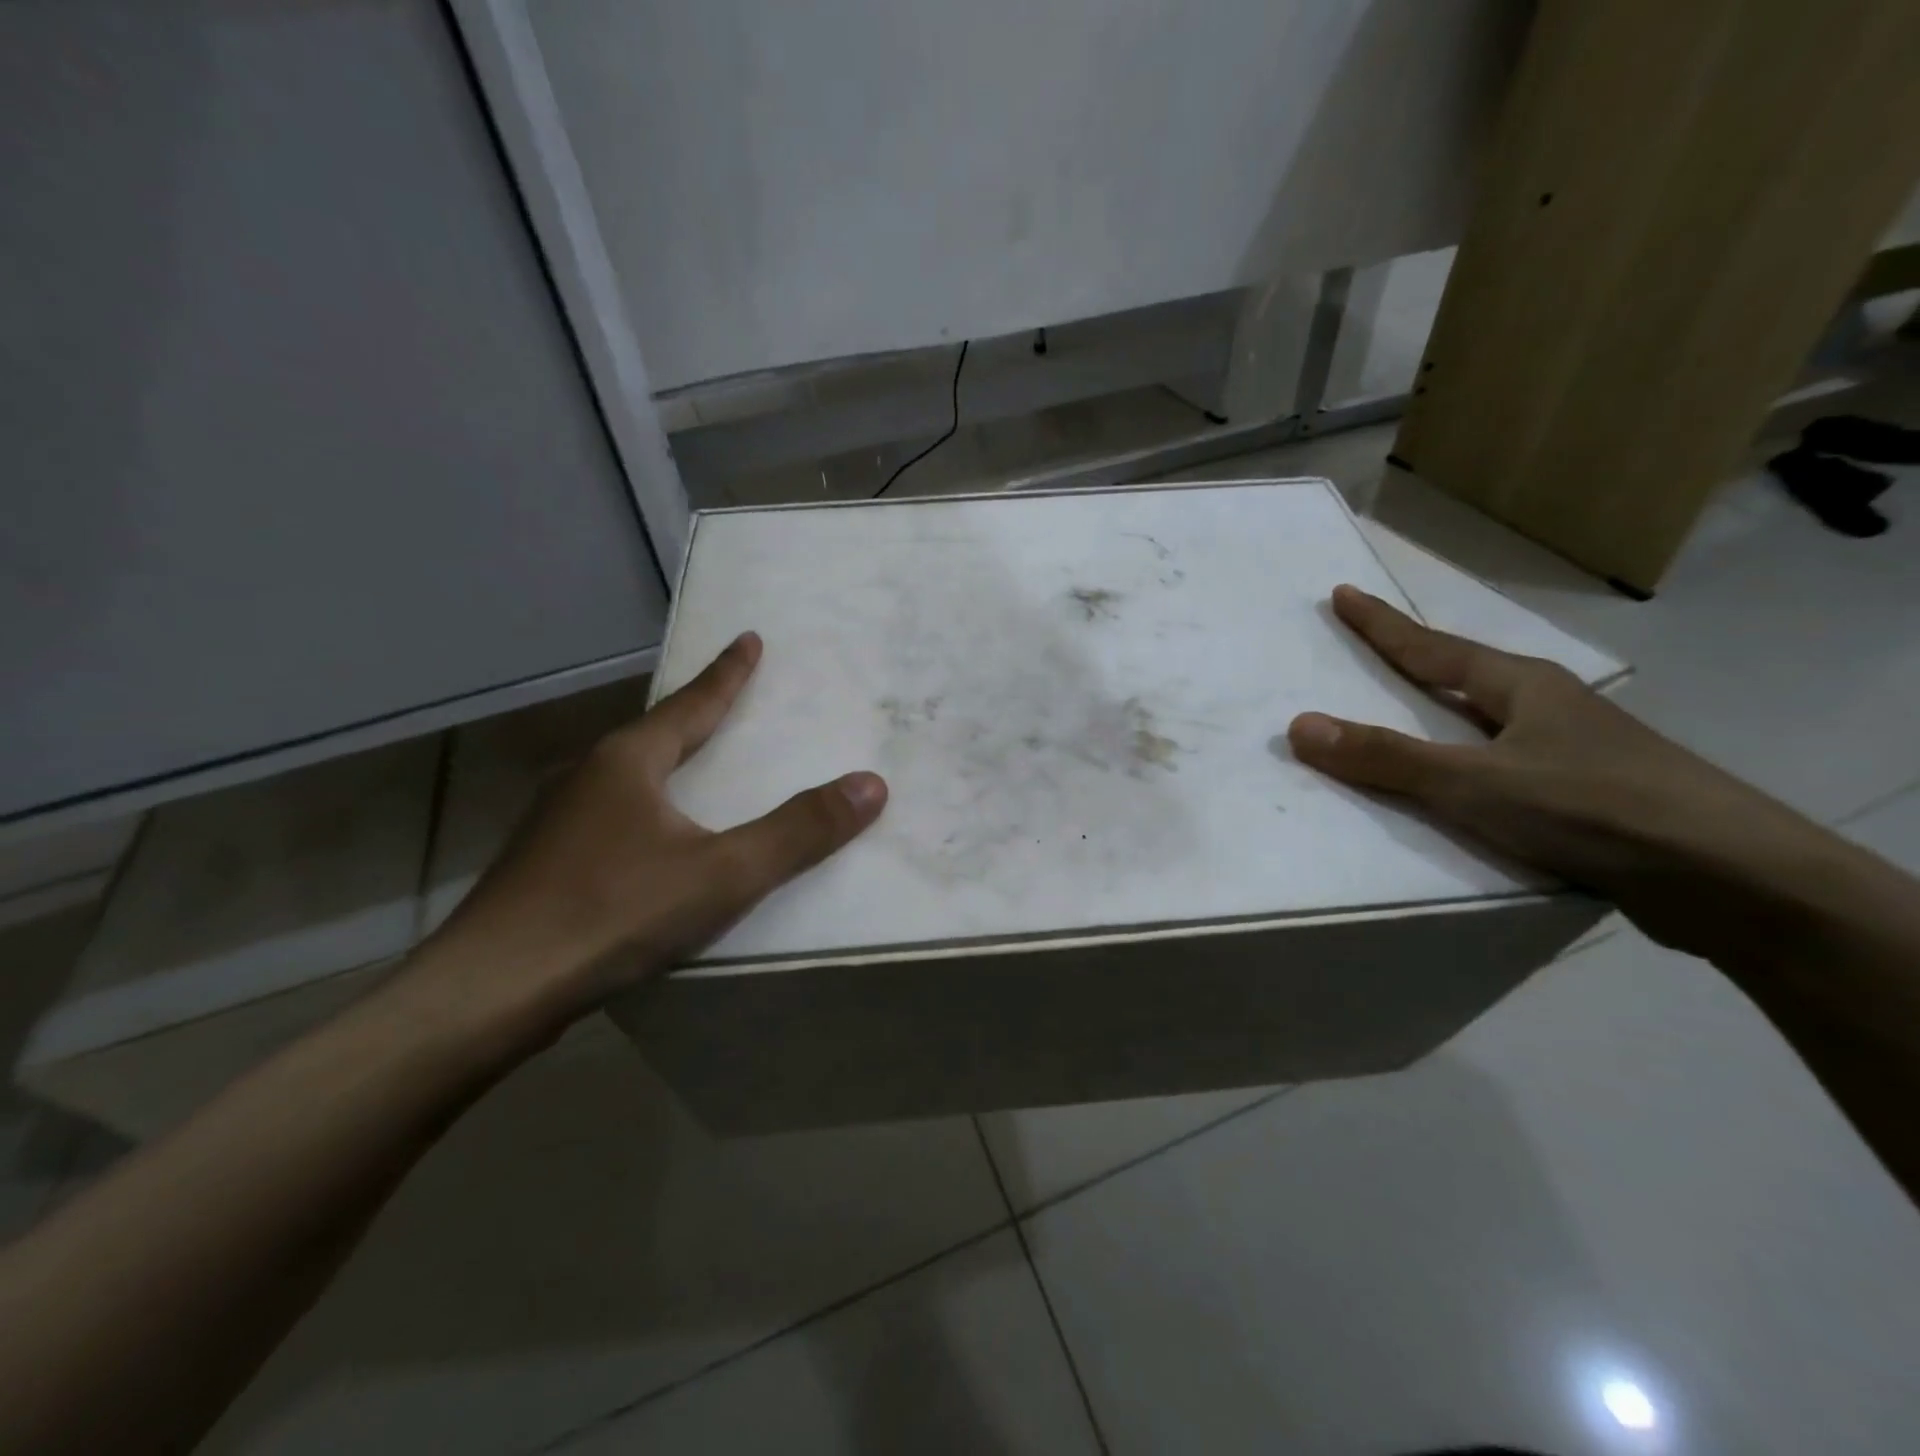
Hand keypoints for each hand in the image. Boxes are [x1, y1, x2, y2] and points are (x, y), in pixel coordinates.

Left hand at [419, 632, 886, 1030]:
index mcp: (628, 762)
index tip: (749, 639)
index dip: (727, 674)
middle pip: (655, 734)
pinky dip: (644, 810)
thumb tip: (871, 784)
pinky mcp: (543, 865)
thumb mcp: (723, 874)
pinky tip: (649, 840)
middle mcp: (587, 777)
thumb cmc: (612, 914)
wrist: (487, 993)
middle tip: (729, 701)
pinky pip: (610, 817)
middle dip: (695, 716)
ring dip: (665, 764)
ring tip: (693, 767)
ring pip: (626, 778)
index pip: (691, 703)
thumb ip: (798, 831)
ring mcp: (557, 821)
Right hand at [1287, 585, 1824, 958]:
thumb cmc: (1594, 808)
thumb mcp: (1475, 783)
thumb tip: (1300, 726)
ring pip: (1490, 725)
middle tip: (1371, 651)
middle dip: (1415, 663)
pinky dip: (1469, 767)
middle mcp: (1548, 709)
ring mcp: (1575, 752)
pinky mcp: (1589, 798)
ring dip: (1444, 718)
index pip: (1432, 647)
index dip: (1382, 624)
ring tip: (1407, 717)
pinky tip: (1461, 789)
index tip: (1343, 594)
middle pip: (1464, 677)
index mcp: (1522, 687)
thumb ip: (1386, 758)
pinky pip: (1505, 769)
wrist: (1733, 880)